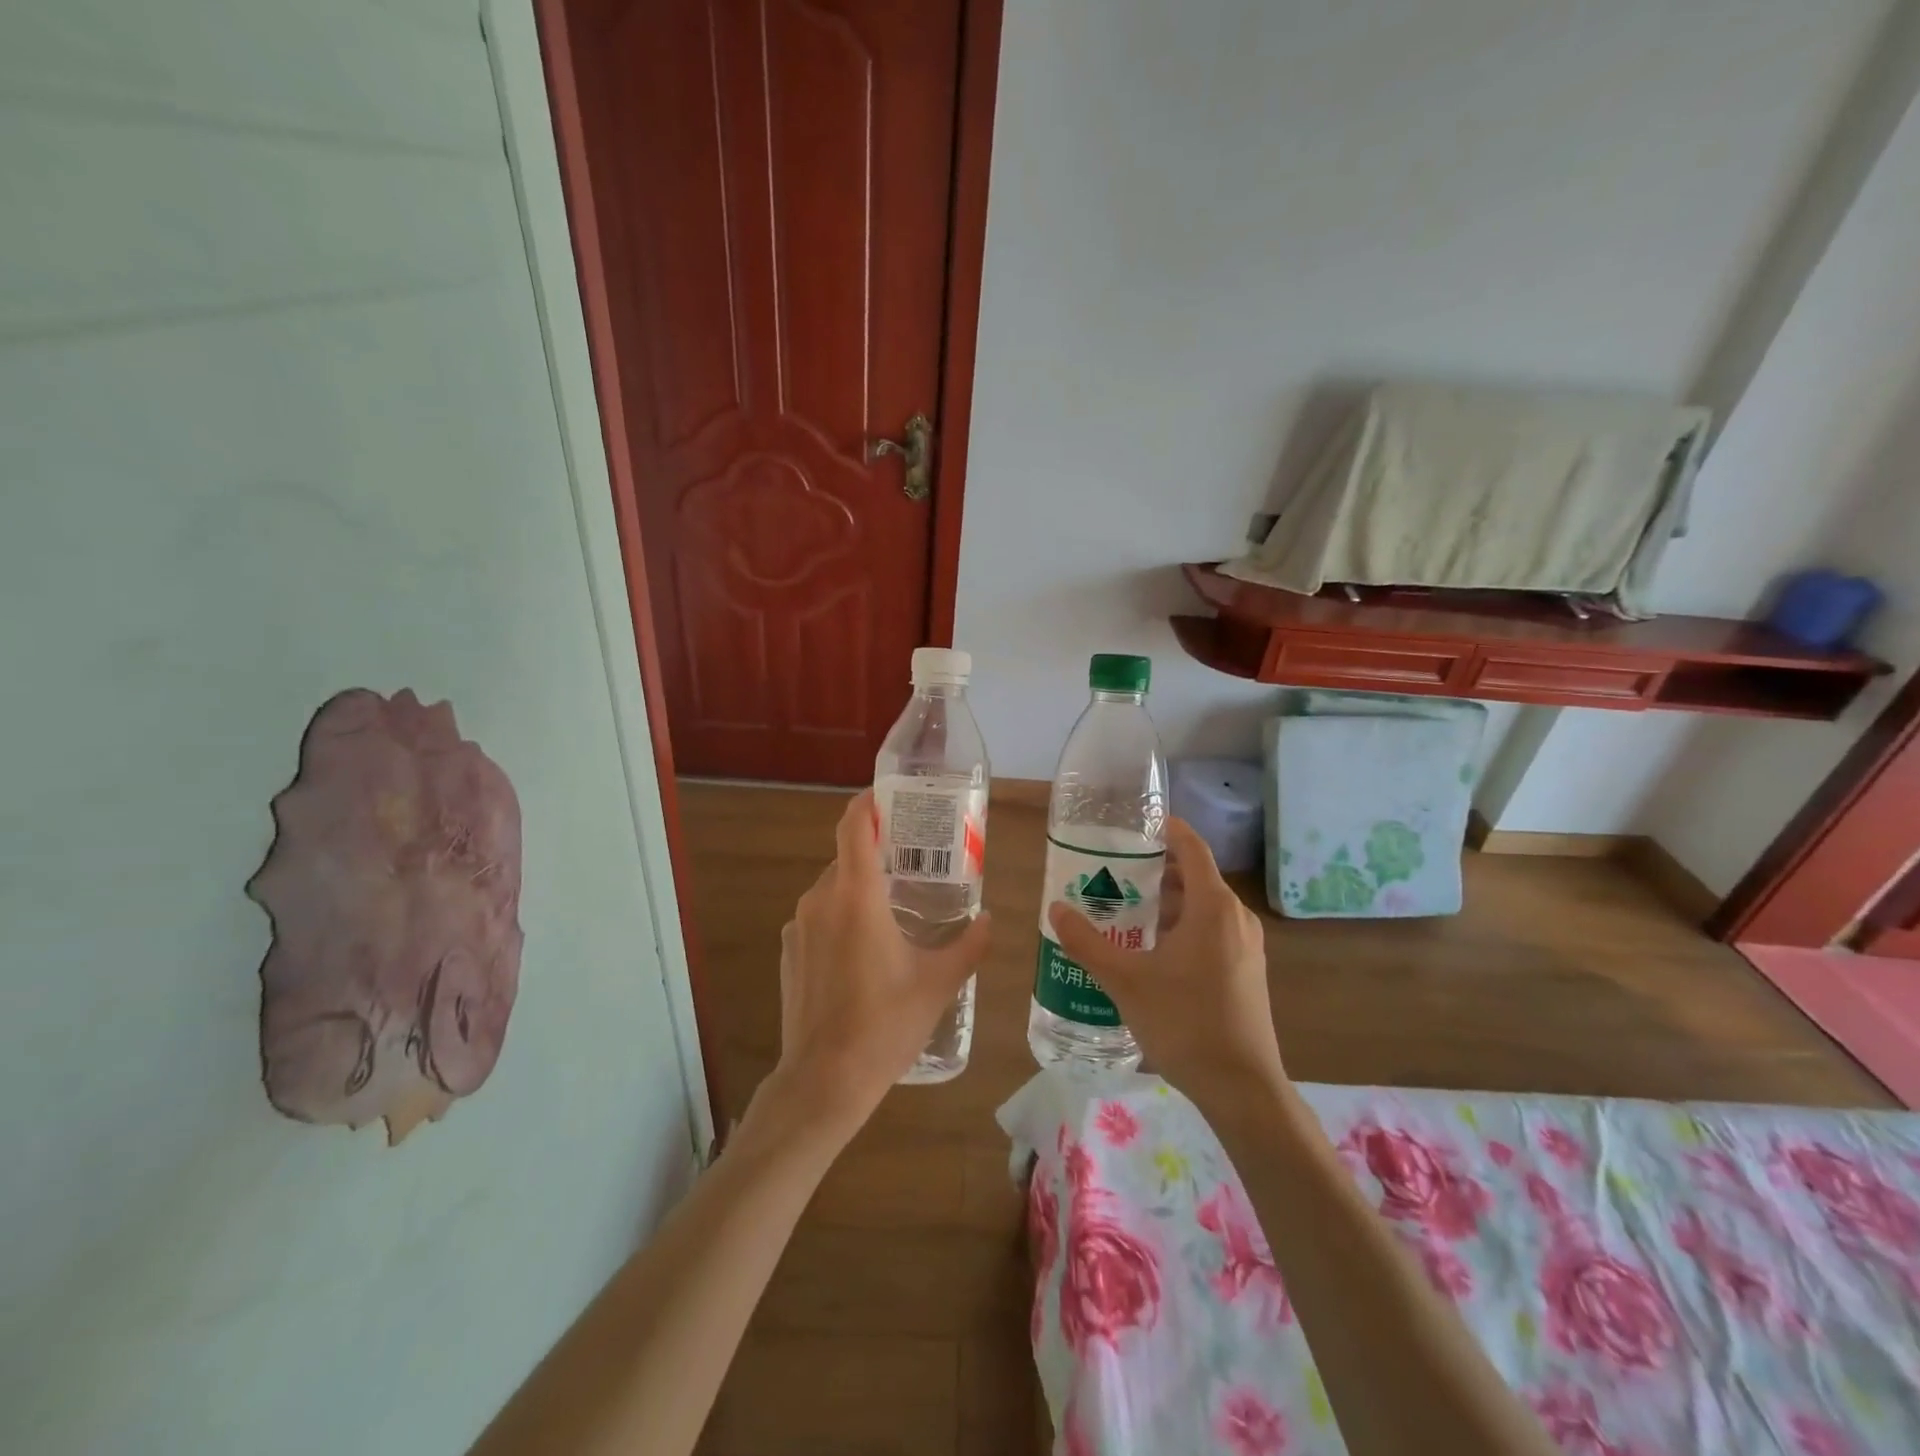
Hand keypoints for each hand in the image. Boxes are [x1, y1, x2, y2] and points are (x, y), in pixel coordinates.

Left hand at [759, 789, 992, 1138]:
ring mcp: (798, 926)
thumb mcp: (938, 983)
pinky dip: (841, 917)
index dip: (869, 803)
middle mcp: (820, 899)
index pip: (853, 825)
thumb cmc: (885, 1024)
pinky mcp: (788, 951)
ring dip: (861, 890)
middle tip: (914, 866)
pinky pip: (818, 917)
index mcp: (856, 895)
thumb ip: (969, 944)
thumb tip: (989, 920)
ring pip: (833, 888)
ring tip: (895, 911)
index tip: (891, 798)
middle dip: (878, 855)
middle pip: (847, 857)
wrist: (824, 1080)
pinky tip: (865, 951)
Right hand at [1048, 817, 1282, 1103]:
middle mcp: (1236, 918)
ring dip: (1170, 901)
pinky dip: (1185, 925)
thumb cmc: (1184, 1023)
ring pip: (1205, 907)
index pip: (1193, 848)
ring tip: (1127, 910)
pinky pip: (1214, 930)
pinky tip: (1154, 951)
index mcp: (1213, 907)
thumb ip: (1086, 943)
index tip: (1139, 824)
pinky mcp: (1247, 971)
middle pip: (1196, 876)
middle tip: (1116, 871)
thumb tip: (1056, 909)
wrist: (1242, 1088)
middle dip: (1158, 870)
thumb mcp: (1125, 981)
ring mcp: (1247, 946)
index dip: (1169, 830)